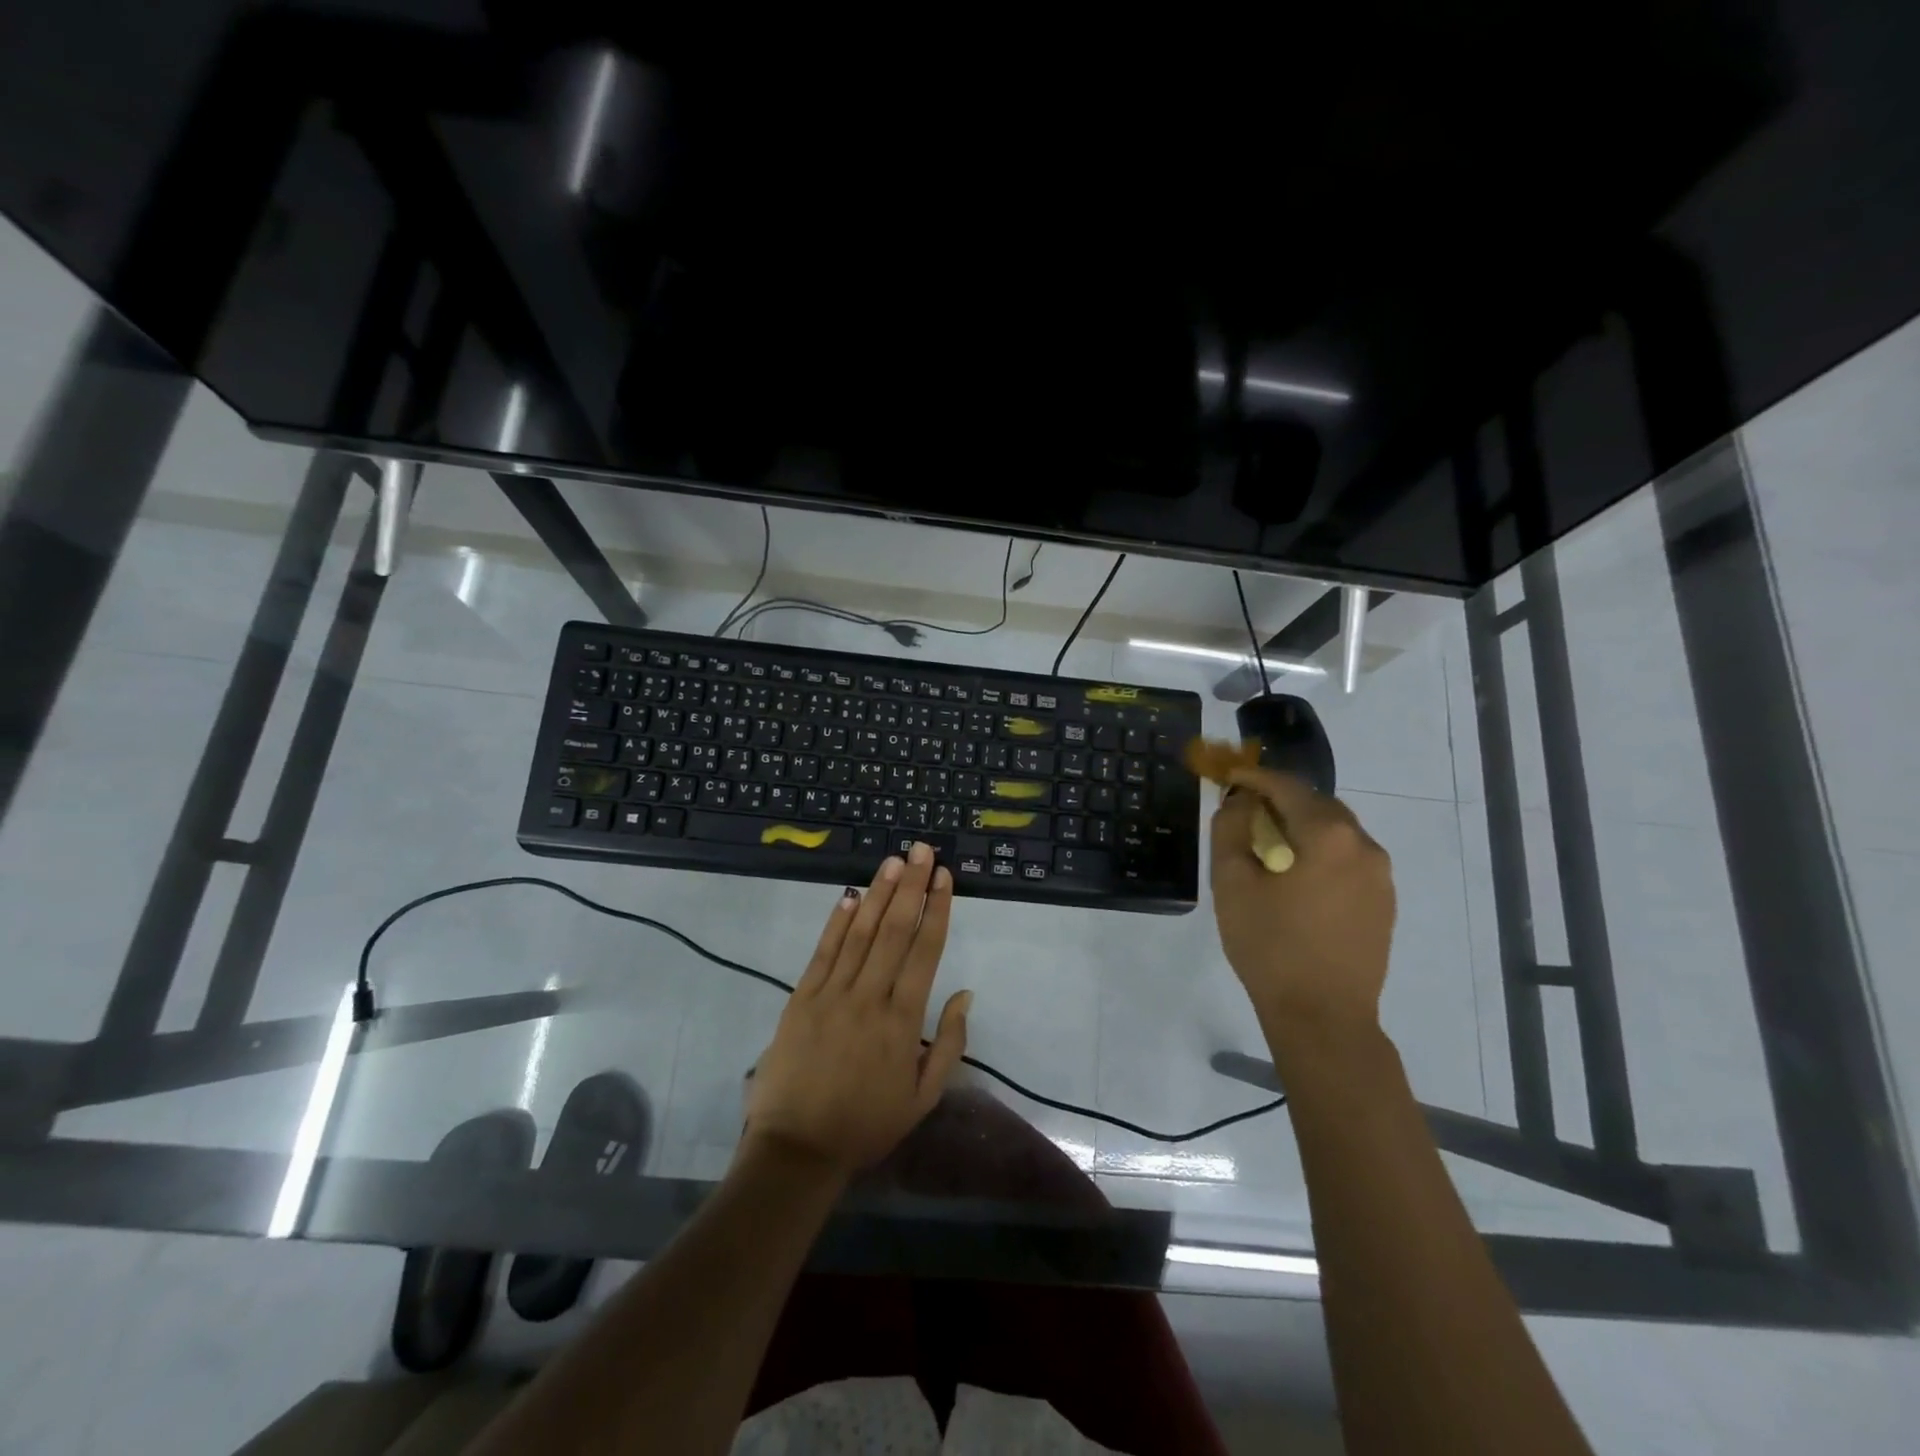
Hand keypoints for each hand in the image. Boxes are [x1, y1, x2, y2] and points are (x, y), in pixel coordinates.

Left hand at [743, 843, 971, 1179]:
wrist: (797, 1149)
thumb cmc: (866, 1124)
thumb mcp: (923, 1098)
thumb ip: (949, 1044)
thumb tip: (965, 994)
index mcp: (902, 1021)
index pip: (924, 951)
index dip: (936, 909)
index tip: (944, 876)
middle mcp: (869, 997)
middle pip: (894, 930)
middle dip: (911, 886)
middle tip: (921, 850)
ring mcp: (831, 994)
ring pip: (860, 933)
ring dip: (878, 893)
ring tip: (892, 861)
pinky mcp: (801, 997)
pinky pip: (823, 951)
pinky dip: (837, 921)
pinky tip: (850, 895)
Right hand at [1209, 767, 1395, 1031]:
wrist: (1323, 1016)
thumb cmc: (1270, 946)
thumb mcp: (1232, 882)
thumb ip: (1231, 828)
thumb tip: (1241, 801)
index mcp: (1329, 835)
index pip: (1288, 787)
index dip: (1254, 778)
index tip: (1229, 776)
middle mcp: (1364, 846)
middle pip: (1317, 805)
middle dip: (1280, 801)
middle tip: (1245, 812)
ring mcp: (1381, 876)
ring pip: (1336, 832)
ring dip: (1301, 828)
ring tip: (1268, 847)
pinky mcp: (1383, 902)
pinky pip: (1348, 860)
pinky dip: (1320, 853)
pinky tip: (1296, 878)